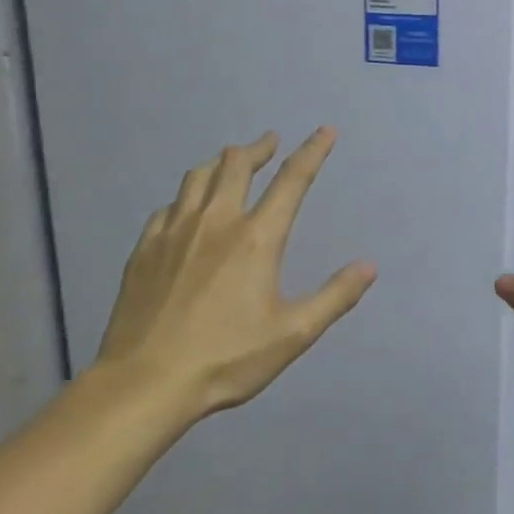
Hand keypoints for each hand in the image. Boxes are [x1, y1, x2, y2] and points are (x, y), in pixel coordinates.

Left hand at [93, 128, 375, 421]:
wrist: (146, 381)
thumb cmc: (227, 359)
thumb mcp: (294, 334)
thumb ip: (335, 296)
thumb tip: (369, 266)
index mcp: (256, 238)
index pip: (292, 180)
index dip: (313, 152)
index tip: (325, 131)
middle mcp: (215, 222)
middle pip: (236, 165)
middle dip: (258, 148)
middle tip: (269, 142)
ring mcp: (174, 232)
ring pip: (197, 177)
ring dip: (220, 163)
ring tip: (230, 163)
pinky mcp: (144, 249)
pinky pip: (168, 207)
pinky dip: (186, 197)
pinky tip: (186, 208)